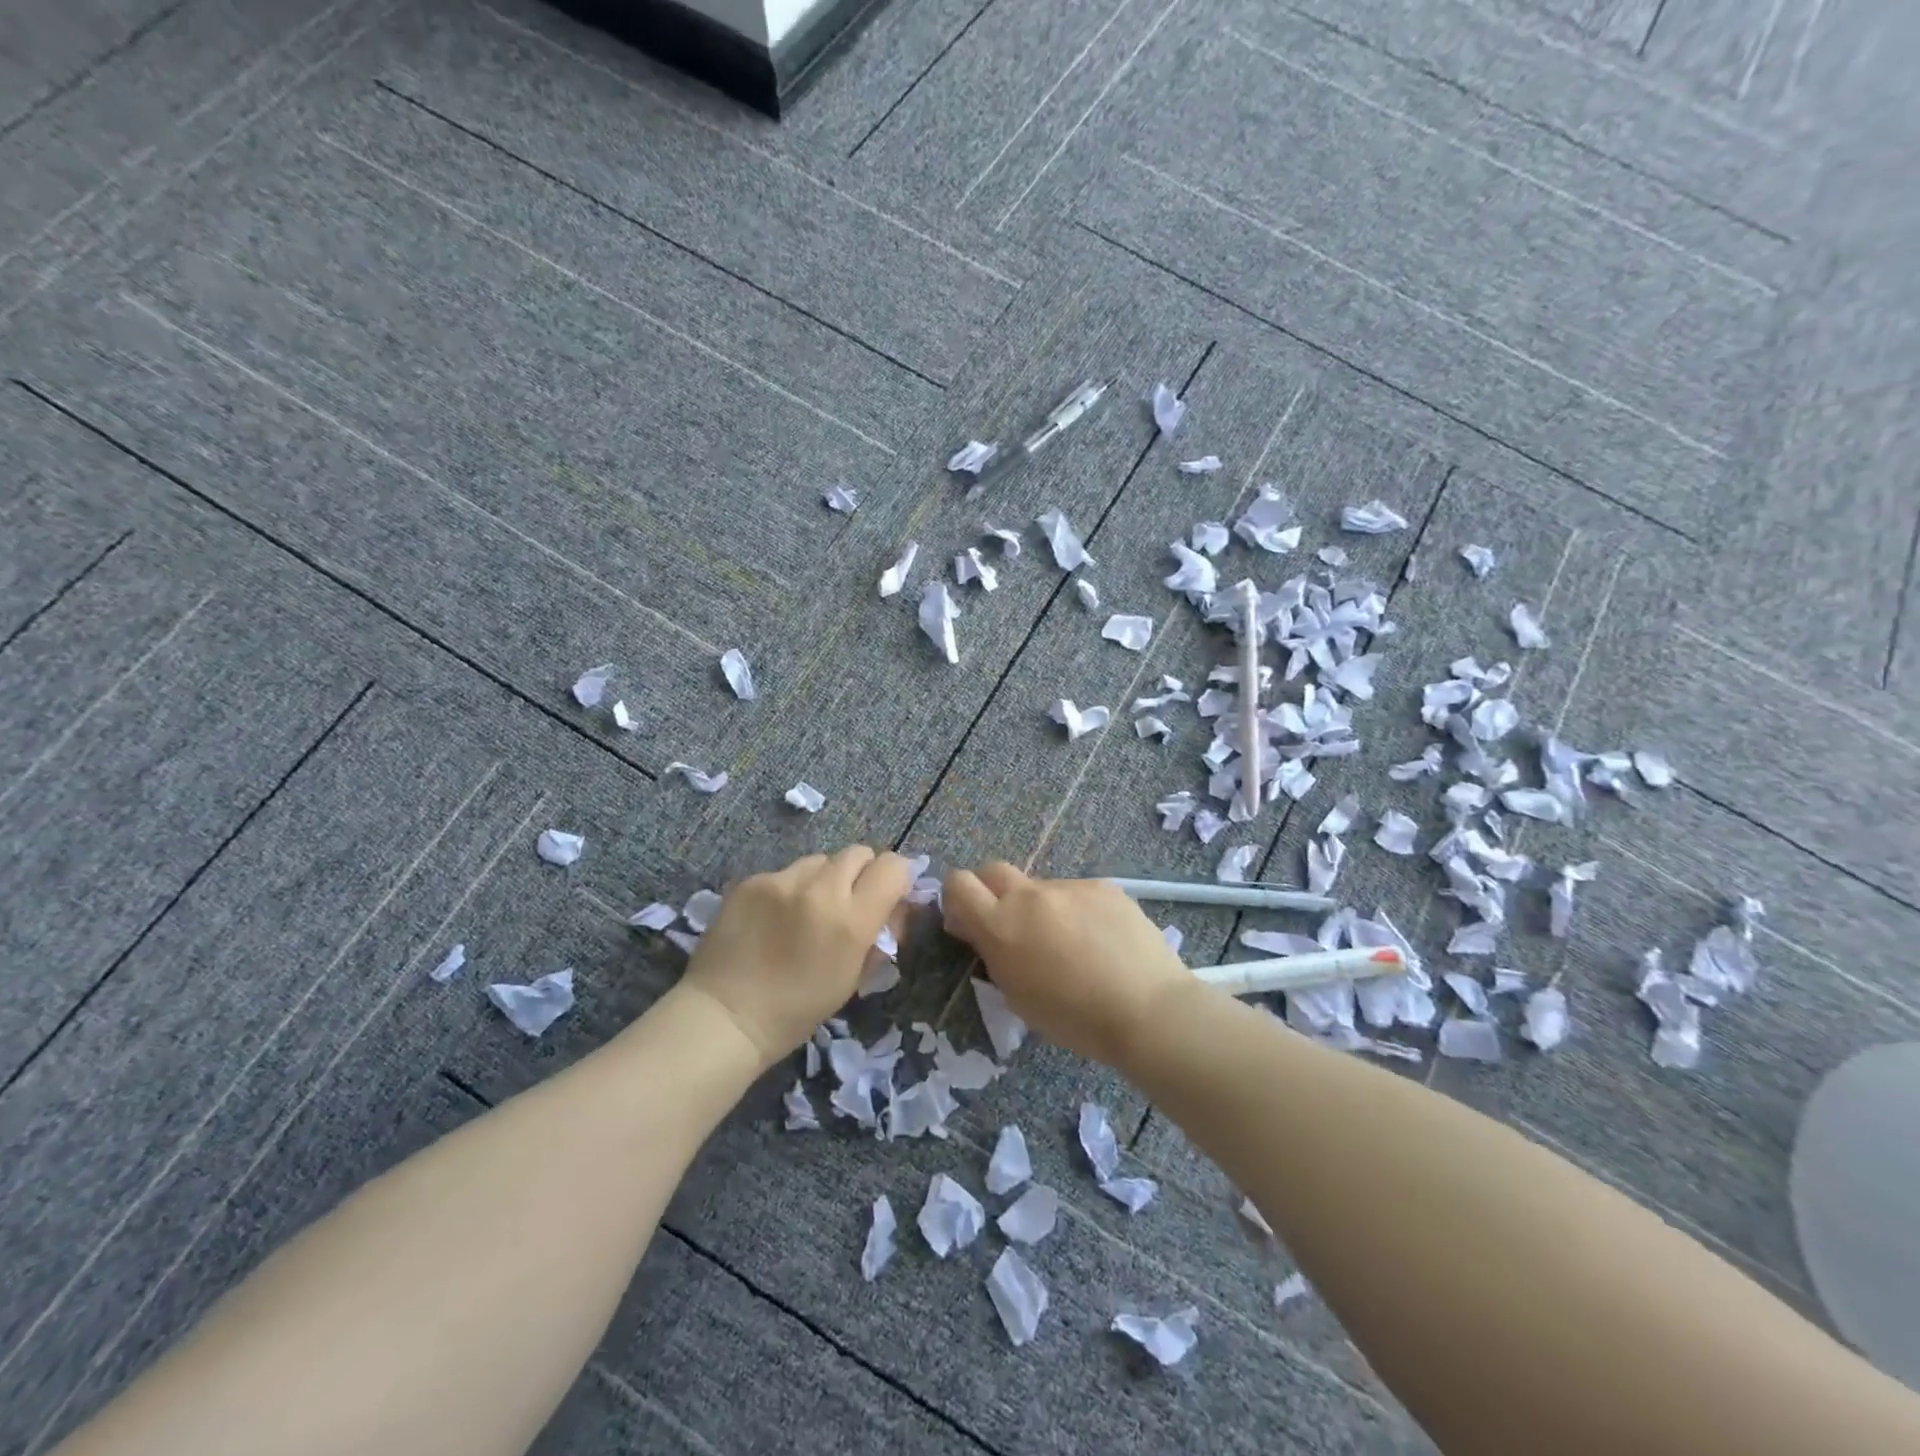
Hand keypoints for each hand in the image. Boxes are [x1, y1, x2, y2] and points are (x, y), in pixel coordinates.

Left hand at [682, 846, 911, 1065]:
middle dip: (861, 874)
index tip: (888, 895)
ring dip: (824, 879)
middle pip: (858, 853)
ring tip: (806, 910)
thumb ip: (878, 935)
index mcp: (851, 920)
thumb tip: (894, 907)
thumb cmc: (797, 1010)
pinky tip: (774, 917)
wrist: (725, 1016)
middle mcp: (820, 889)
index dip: (896, 878)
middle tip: (848, 903)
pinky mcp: (752, 879)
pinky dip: (789, 888)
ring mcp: (781, 880)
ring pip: (820, 860)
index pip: (892, 867)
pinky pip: (785, 872)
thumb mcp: (853, 978)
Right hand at [941, 862, 1192, 1067]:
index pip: (959, 884)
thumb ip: (994, 954)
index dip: (957, 898)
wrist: (1148, 1009)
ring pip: (1041, 888)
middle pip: (994, 871)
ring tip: (1072, 945)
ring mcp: (1069, 886)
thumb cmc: (1075, 1018)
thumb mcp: (1018, 996)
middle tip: (1011, 928)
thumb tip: (980, 932)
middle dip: (992, 892)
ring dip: (1042, 908)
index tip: (968, 923)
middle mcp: (1030, 895)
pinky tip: (1101, 941)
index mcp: (1001, 924)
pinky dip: (1077, 912)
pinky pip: (1077, 894)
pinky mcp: (1103, 886)